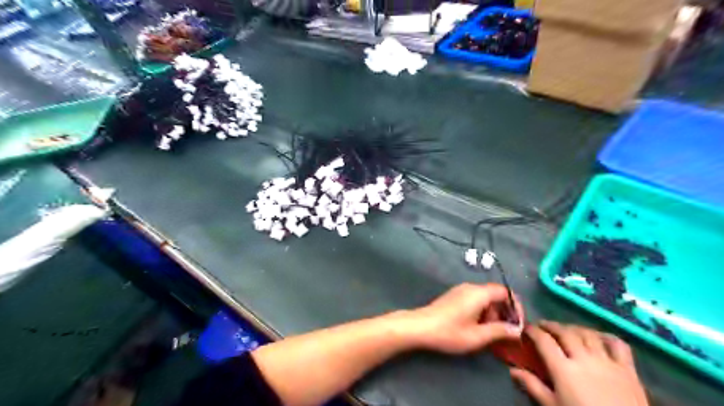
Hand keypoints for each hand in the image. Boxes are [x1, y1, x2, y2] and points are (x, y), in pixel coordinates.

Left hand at [405, 284, 523, 353]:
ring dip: (492, 314)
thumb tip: (517, 330)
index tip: (518, 325)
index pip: (506, 292)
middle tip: (505, 332)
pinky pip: (474, 300)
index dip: (516, 307)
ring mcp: (460, 291)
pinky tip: (477, 327)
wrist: (420, 327)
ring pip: (485, 298)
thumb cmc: (449, 332)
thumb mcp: (477, 336)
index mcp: (479, 293)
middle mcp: (471, 287)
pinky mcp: (453, 296)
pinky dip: (481, 311)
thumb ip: (499, 331)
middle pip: (496, 294)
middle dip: (504, 312)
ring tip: (490, 333)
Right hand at [508, 322, 650, 405]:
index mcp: (564, 369)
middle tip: (543, 327)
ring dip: (574, 328)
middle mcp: (584, 358)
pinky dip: (605, 336)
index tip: (526, 329)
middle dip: (551, 326)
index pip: (544, 340)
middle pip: (565, 332)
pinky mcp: (628, 369)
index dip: (532, 331)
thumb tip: (512, 370)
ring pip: (588, 334)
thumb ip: (533, 386)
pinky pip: (617, 344)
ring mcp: (607, 362)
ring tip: (566, 330)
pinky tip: (598, 337)